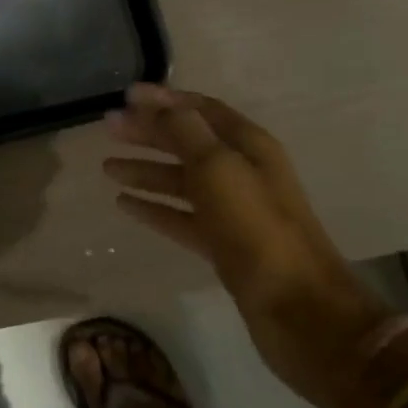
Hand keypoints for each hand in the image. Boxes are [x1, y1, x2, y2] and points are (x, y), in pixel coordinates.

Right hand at [105, 84, 407, 407]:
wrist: (300, 311)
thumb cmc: (257, 228)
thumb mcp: (218, 167)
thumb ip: (184, 131)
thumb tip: (154, 104)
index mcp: (248, 145)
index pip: (201, 109)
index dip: (164, 100)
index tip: (126, 96)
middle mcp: (241, 171)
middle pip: (187, 142)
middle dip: (148, 133)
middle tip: (107, 129)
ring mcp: (233, 211)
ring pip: (181, 180)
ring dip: (146, 171)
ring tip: (107, 168)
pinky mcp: (223, 245)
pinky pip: (181, 217)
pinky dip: (155, 208)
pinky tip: (125, 204)